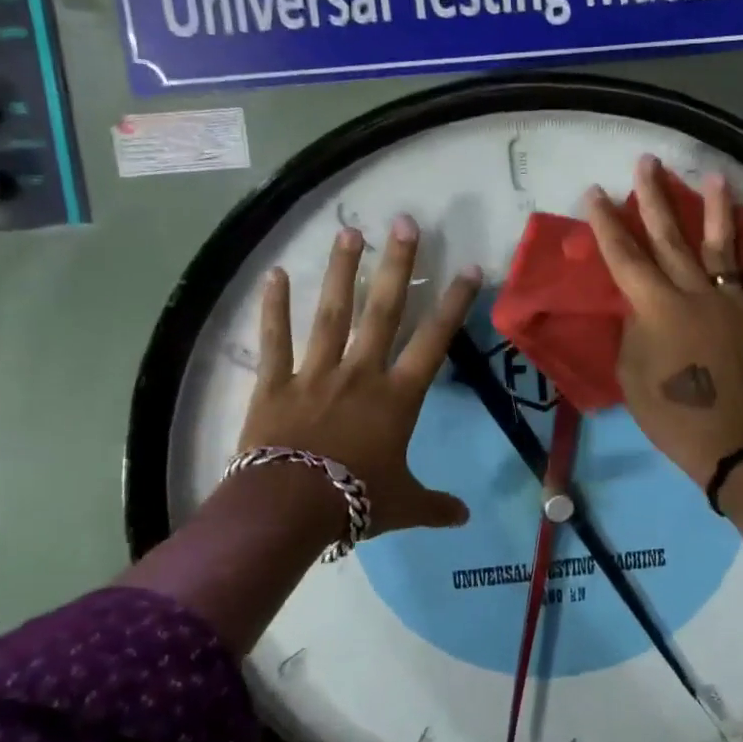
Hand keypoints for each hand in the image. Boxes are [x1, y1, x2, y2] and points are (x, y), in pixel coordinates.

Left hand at [240, 216, 480, 535]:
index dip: (453, 303)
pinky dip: (274, 308)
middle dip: (397, 265)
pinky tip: (274, 275)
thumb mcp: (403, 505)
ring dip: (341, 271)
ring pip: (332, 312)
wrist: (290, 509)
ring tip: (348, 231)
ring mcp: (315, 373)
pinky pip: (275, 340)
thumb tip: (466, 519)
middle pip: (383, 309)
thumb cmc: (355, 501)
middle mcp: (360, 372)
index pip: (434, 340)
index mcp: (397, 396)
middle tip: (404, 222)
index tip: (468, 268)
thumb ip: (436, 506)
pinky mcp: (275, 383)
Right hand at [586, 157, 742, 487]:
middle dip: (655, 199)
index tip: (596, 192)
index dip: (607, 224)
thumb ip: (634, 329)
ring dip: (716, 210)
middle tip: (648, 162)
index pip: (625, 257)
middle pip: (671, 239)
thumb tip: (640, 306)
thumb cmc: (670, 414)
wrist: (729, 443)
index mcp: (655, 308)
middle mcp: (694, 294)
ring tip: (713, 176)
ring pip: (721, 247)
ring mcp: (730, 303)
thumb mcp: (631, 373)